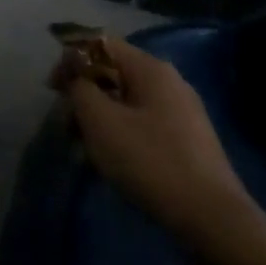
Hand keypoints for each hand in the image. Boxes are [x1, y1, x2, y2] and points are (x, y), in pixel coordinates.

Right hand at [51, 34, 254, 258]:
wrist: (212, 220)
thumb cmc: (150, 162)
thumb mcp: (100, 120)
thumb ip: (79, 87)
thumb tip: (75, 74)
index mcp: (150, 68)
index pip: (100, 44)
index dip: (71, 60)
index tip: (53, 91)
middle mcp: (169, 81)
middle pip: (113, 73)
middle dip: (84, 94)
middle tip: (68, 126)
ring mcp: (182, 111)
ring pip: (126, 101)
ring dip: (100, 118)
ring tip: (87, 149)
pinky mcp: (187, 140)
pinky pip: (142, 123)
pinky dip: (121, 133)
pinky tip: (114, 161)